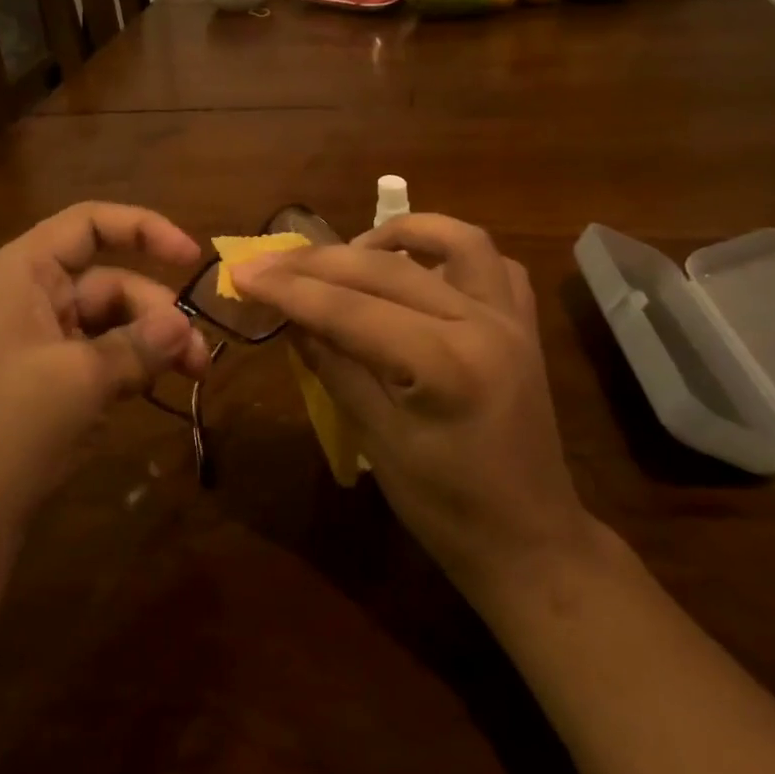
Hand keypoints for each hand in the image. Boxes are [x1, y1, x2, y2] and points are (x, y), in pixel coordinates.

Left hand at [0, 203, 210, 531]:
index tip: (190, 256)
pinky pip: (103, 348)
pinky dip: (134, 361)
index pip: (88, 224)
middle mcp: (29, 293)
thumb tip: (185, 327)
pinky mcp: (51, 369)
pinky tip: (159, 384)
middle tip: (198, 354)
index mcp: (21, 273)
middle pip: (109, 279)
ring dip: (154, 341)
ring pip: (113, 317)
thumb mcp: (85, 378)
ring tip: (194, 372)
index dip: (143, 228)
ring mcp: (39, 333)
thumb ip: (141, 343)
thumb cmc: (16, 426)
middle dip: (158, 311)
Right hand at [232, 215, 594, 605]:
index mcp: (445, 365)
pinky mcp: (524, 324)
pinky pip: (493, 263)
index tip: (243, 271)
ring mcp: (511, 318)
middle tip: (270, 259)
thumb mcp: (377, 440)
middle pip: (388, 269)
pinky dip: (451, 252)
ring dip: (399, 232)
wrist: (531, 541)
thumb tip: (289, 317)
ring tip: (353, 248)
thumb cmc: (446, 508)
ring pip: (456, 239)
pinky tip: (418, 268)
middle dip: (321, 261)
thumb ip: (334, 367)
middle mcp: (483, 324)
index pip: (350, 310)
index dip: (290, 289)